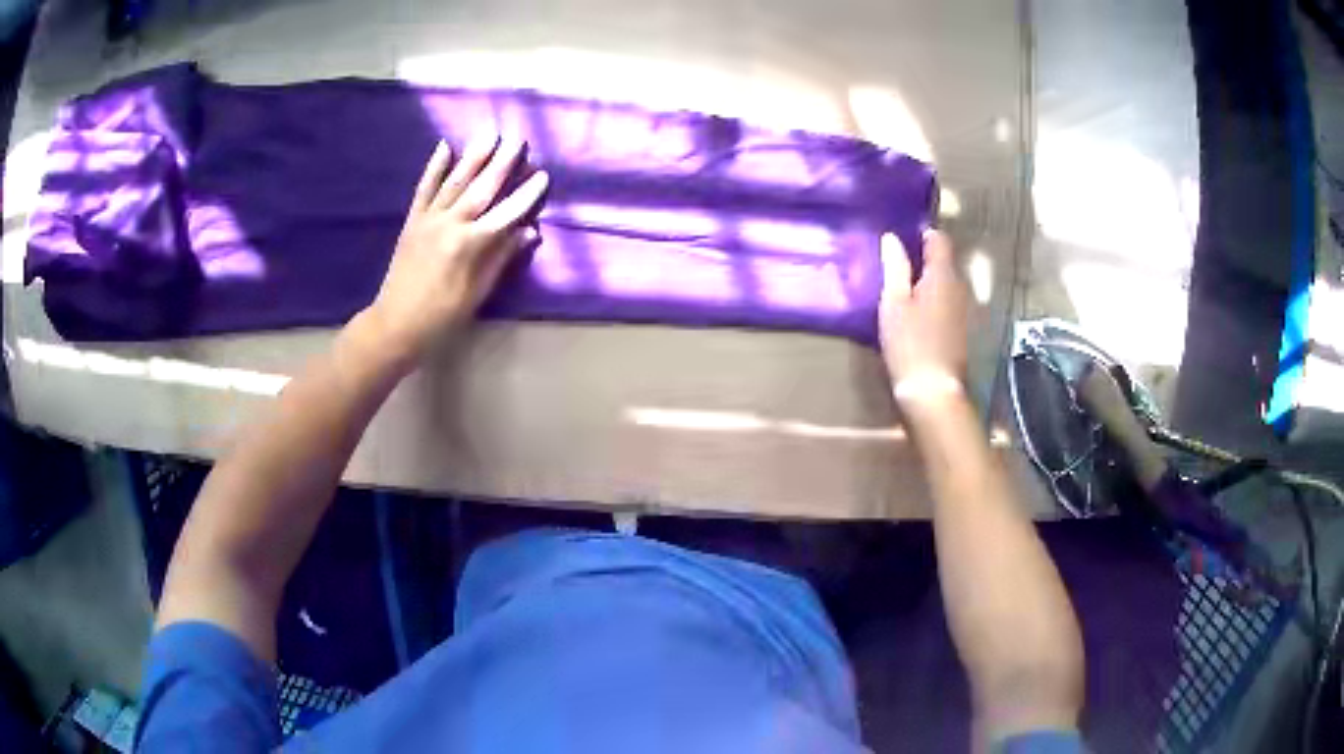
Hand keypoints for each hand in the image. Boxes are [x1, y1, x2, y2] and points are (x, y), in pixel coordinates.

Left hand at [365, 134, 548, 364]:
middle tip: (518, 140)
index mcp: (471, 244)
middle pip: (482, 188)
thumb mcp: (478, 292)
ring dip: (474, 156)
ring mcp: (429, 219)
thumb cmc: (443, 315)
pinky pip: (424, 188)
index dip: (526, 194)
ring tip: (490, 134)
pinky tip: (444, 146)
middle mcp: (451, 224)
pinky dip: (434, 167)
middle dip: (502, 163)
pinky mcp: (413, 220)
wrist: (396, 323)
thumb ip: (502, 258)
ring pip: (456, 181)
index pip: (507, 213)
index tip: (543, 175)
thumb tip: (530, 231)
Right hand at [878, 230, 970, 403]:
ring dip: (929, 283)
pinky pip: (948, 303)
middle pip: (944, 262)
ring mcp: (965, 310)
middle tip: (897, 268)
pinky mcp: (963, 330)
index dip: (922, 234)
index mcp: (943, 275)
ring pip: (947, 284)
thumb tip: (892, 238)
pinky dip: (934, 302)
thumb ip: (895, 267)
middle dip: (924, 260)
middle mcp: (960, 287)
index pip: (939, 239)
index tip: (901, 241)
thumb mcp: (894, 303)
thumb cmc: (910, 343)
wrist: (933, 391)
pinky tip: (917, 316)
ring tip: (904, 292)